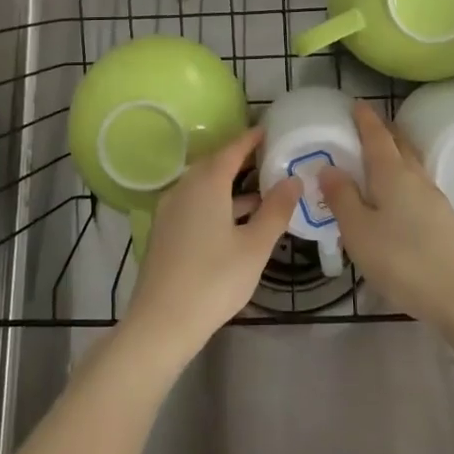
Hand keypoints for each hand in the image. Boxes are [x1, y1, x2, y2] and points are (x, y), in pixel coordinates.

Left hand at [122, 128, 297, 364]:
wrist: (161, 323)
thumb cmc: (214, 280)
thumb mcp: (255, 246)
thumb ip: (276, 210)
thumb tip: (293, 179)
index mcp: (206, 184)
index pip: (231, 150)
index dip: (250, 139)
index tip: (268, 131)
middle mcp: (184, 188)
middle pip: (214, 165)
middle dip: (240, 161)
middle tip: (268, 159)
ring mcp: (170, 211)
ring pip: (203, 187)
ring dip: (230, 186)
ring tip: (261, 192)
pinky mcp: (165, 232)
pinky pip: (194, 204)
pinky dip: (216, 203)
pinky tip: (235, 222)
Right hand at [318, 102, 453, 325]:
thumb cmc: (401, 259)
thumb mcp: (358, 230)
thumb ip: (342, 197)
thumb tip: (329, 167)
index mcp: (391, 172)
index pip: (376, 135)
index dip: (365, 118)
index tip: (355, 104)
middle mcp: (415, 176)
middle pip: (398, 144)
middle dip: (382, 132)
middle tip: (363, 127)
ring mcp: (434, 198)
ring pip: (410, 165)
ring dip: (394, 155)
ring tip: (375, 161)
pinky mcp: (443, 219)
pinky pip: (416, 186)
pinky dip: (401, 179)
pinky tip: (394, 197)